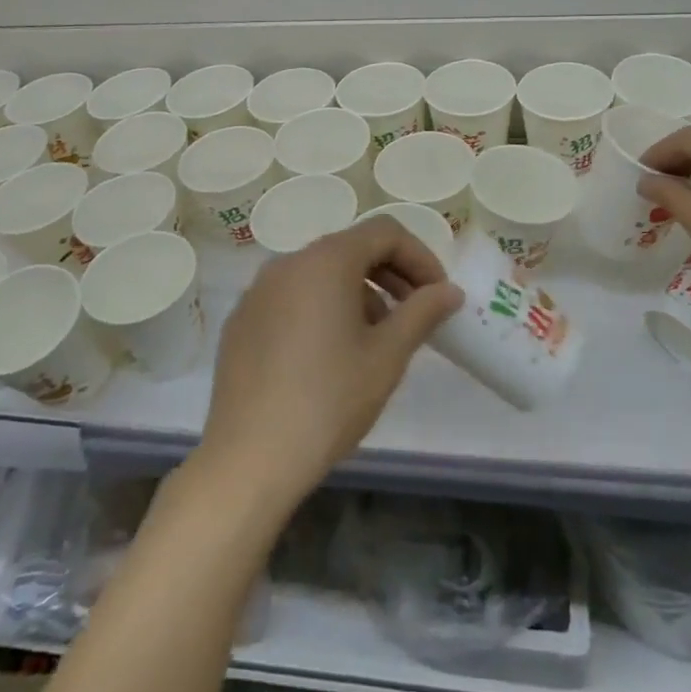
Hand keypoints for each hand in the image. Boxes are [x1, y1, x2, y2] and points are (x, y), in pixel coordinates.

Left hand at [197, 218, 463, 515]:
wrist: (250, 458)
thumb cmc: (329, 400)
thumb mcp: (388, 355)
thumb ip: (423, 312)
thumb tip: (449, 291)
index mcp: (325, 261)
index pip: (384, 232)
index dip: (420, 257)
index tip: (438, 295)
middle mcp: (287, 263)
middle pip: (351, 248)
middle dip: (391, 274)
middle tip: (415, 313)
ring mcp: (258, 291)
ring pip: (320, 274)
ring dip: (358, 293)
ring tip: (376, 340)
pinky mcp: (242, 321)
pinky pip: (292, 298)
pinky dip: (322, 308)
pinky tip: (330, 356)